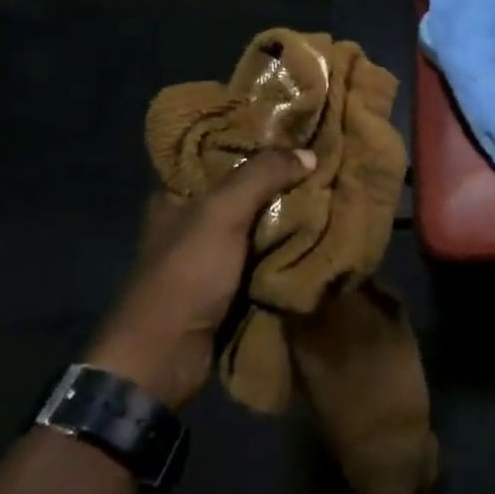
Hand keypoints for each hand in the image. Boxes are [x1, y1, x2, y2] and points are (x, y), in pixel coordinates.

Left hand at [86, 148, 315, 409]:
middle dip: (282, 183)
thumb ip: (262, 176)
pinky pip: (263, 258)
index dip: (259, 145)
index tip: (300, 136)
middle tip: (324, 166)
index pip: (223, 157)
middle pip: (245, 191)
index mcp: (177, 195)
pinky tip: (318, 236)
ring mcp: (210, 256)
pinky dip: (286, 250)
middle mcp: (192, 221)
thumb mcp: (222, 214)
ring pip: (258, 225)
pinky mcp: (227, 286)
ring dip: (289, 218)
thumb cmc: (185, 275)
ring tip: (331, 196)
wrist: (164, 357)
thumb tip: (309, 154)